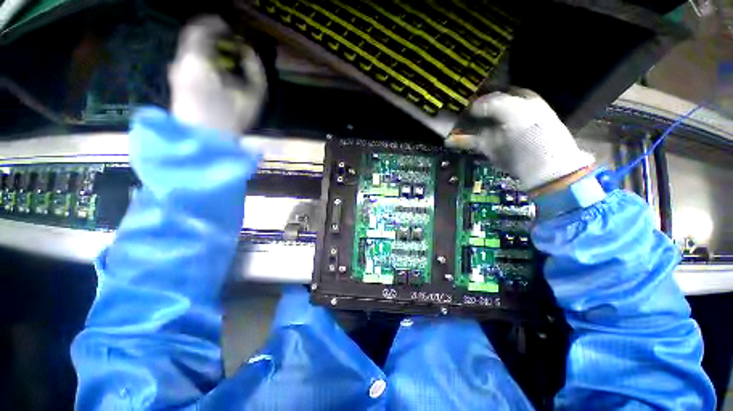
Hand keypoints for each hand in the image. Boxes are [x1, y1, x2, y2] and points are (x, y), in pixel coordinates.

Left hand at [168, 16, 266, 133]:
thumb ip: (255, 71)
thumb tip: (248, 52)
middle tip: (230, 43)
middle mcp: (182, 61)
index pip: (201, 29)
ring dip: (208, 49)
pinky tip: (215, 71)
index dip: (216, 24)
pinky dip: (202, 60)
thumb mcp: (253, 97)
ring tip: (225, 57)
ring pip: (191, 50)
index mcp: (198, 61)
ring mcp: (177, 72)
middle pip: (194, 38)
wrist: (207, 142)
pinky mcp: (176, 83)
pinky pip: (189, 62)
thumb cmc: (231, 120)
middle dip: (213, 37)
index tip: (231, 29)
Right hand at [446, 88, 593, 191]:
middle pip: (481, 106)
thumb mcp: (516, 110)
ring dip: (459, 123)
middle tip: (447, 104)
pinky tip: (447, 140)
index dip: (480, 87)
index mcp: (518, 98)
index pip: (496, 88)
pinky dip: (459, 140)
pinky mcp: (487, 145)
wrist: (538, 164)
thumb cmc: (532, 132)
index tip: (463, 88)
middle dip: (466, 105)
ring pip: (473, 123)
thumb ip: (493, 103)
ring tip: (441, 120)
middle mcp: (506, 112)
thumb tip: (472, 105)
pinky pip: (470, 140)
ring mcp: (495, 130)